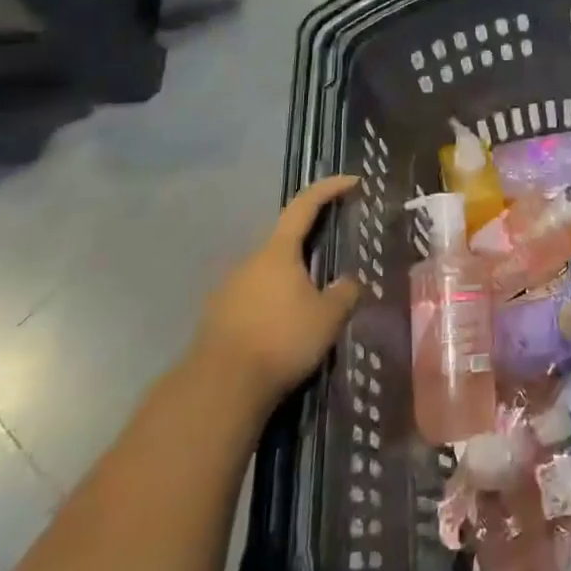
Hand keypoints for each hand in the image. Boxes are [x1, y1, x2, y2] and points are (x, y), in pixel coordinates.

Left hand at [199, 175, 363, 410]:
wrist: (219, 389)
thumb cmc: (281, 340)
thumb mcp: (328, 318)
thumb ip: (345, 293)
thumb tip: (349, 282)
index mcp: (278, 251)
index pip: (305, 205)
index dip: (329, 189)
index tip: (353, 181)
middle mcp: (250, 261)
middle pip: (285, 241)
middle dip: (310, 244)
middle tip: (334, 256)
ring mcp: (228, 289)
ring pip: (268, 273)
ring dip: (290, 280)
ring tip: (311, 304)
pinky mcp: (217, 318)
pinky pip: (253, 300)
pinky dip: (273, 305)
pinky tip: (284, 329)